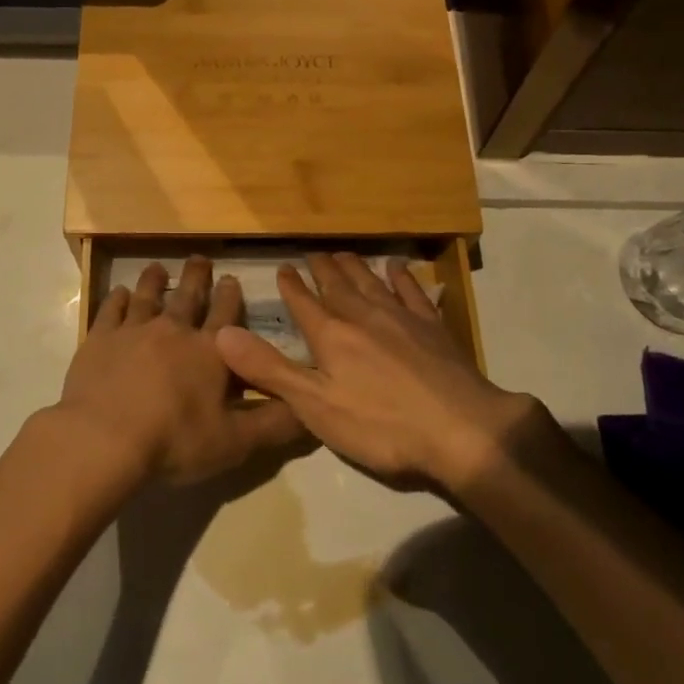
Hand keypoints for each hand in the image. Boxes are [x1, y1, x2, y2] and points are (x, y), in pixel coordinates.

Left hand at [54, 257, 305, 484]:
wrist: (105, 438)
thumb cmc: (175, 441)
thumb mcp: (235, 442)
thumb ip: (274, 424)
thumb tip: (310, 410)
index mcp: (210, 352)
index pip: (226, 316)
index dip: (231, 296)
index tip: (232, 278)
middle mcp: (174, 331)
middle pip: (188, 297)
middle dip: (197, 277)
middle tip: (200, 258)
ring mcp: (134, 331)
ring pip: (148, 297)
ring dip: (155, 280)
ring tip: (158, 268)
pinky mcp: (100, 339)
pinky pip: (111, 311)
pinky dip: (117, 299)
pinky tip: (120, 293)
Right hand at [215, 252, 548, 491]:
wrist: (461, 429)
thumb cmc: (381, 425)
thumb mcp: (315, 406)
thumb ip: (269, 370)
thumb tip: (222, 334)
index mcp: (331, 336)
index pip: (304, 303)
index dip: (291, 286)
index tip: (283, 268)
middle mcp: (363, 317)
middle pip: (337, 286)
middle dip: (322, 269)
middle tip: (313, 253)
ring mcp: (401, 318)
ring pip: (371, 283)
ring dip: (355, 267)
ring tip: (344, 254)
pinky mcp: (433, 327)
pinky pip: (412, 292)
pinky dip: (402, 277)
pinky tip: (397, 268)